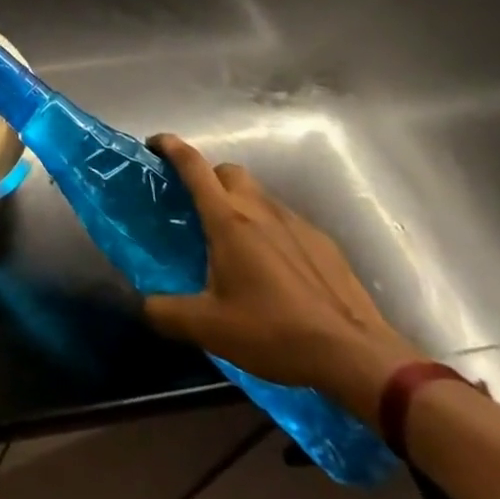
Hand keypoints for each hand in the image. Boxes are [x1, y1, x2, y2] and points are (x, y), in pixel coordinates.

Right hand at [143, 135, 424, 425]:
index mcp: (227, 219)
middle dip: (208, 177)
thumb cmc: (275, 331)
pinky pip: (286, 221)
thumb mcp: (209, 328)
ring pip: (258, 195)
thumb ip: (166, 312)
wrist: (357, 355)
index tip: (154, 143)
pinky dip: (271, 230)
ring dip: (240, 204)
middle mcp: (259, 209)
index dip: (170, 146)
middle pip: (227, 172)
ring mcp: (295, 223)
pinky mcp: (323, 243)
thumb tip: (142, 305)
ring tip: (235, 243)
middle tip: (196, 207)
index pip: (193, 165)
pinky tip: (275, 269)